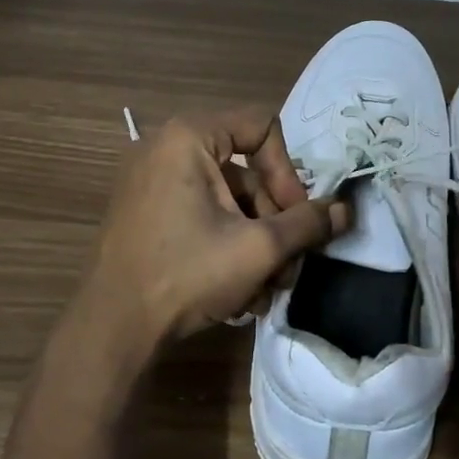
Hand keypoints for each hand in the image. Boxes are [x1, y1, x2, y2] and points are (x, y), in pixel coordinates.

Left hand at [81, 108, 348, 353]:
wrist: (112, 329)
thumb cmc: (187, 274)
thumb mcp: (259, 248)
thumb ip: (308, 224)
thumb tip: (347, 210)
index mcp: (188, 137)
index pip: (263, 129)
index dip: (289, 173)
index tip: (295, 218)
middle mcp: (166, 149)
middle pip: (247, 173)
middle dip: (275, 224)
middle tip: (288, 266)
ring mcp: (153, 183)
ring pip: (228, 202)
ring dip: (257, 245)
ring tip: (266, 290)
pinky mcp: (147, 214)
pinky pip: (202, 216)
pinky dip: (226, 247)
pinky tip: (239, 294)